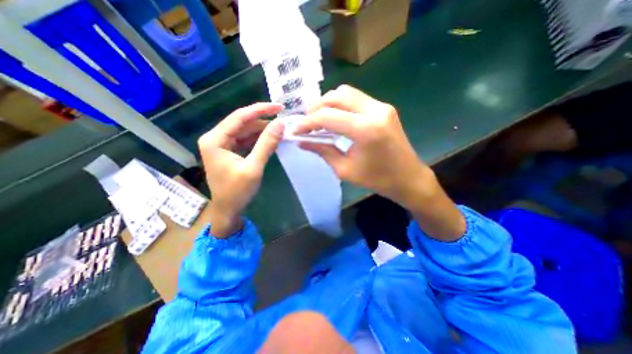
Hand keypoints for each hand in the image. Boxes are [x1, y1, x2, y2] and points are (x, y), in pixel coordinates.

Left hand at [198, 104, 281, 238]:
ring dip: (262, 130)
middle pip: (242, 123)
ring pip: (245, 131)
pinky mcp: (229, 151)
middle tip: (283, 120)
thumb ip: (266, 144)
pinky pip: (245, 140)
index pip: (240, 117)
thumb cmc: (237, 191)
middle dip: (263, 121)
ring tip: (280, 130)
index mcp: (215, 139)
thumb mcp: (254, 167)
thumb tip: (280, 124)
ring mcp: (222, 144)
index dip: (260, 110)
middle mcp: (215, 138)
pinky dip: (258, 139)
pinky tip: (270, 139)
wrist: (228, 210)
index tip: (279, 106)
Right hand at [297, 84, 429, 206]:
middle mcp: (375, 111)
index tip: (296, 131)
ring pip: (346, 93)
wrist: (408, 178)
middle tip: (307, 123)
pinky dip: (341, 106)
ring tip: (318, 120)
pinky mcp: (384, 108)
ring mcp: (382, 106)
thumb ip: (322, 151)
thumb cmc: (377, 179)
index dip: (307, 123)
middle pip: (337, 96)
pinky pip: (356, 99)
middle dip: (316, 108)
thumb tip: (301, 142)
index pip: (328, 116)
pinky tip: (335, 119)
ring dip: (328, 104)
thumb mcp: (345, 169)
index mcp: (365, 130)